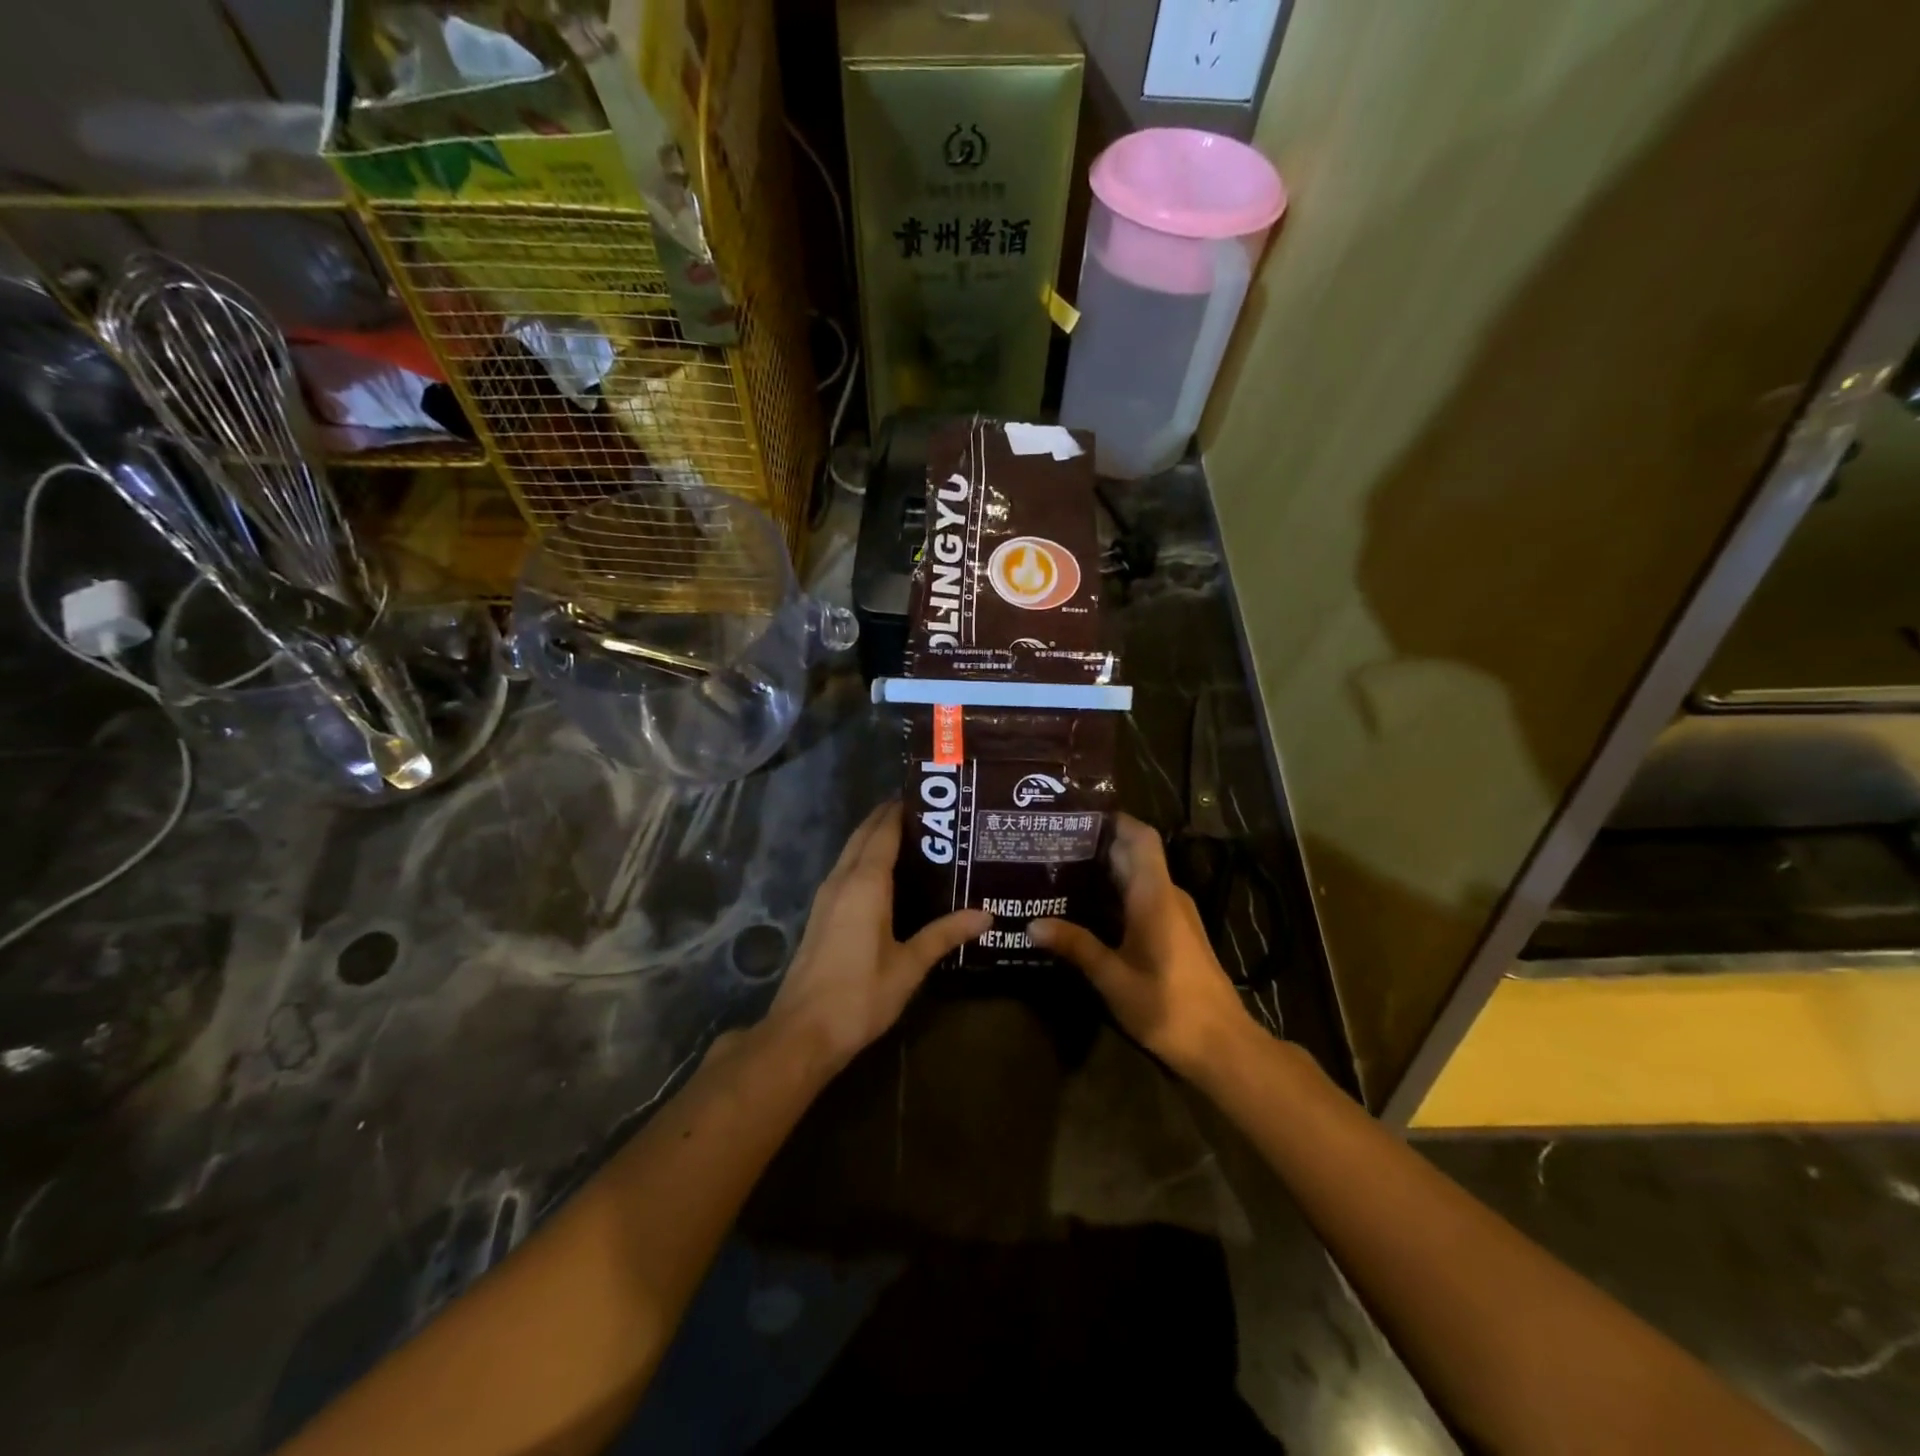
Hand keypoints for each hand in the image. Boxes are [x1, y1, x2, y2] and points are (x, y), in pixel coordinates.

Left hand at [766, 802, 990, 1074]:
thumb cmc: (860, 995)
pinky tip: (888, 875)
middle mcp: (842, 880)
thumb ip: (945, 935)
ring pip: (851, 852)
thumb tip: (985, 914)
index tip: (929, 798)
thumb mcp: (909, 965)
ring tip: (915, 838)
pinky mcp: (821, 914)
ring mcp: (826, 896)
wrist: (803, 1032)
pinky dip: (866, 859)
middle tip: (928, 814)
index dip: (902, 810)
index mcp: (865, 883)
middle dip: (889, 818)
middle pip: (864, 835)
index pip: (884, 831)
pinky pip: (846, 870)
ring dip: (875, 837)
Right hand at [1030, 813, 1254, 1078]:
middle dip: (1097, 845)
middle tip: (1050, 844)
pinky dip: (1115, 895)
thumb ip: (1076, 946)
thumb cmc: (1168, 1007)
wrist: (1223, 1046)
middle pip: (1135, 855)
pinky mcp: (1176, 933)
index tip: (1076, 815)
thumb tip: (1032, 924)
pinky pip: (1143, 898)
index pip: (1140, 838)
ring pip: (1138, 877)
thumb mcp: (1113, 979)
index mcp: (1155, 896)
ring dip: (1104, 871)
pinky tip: (1085, 909)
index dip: (1114, 820)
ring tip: (1058, 872)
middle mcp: (1167, 896)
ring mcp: (1175, 914)